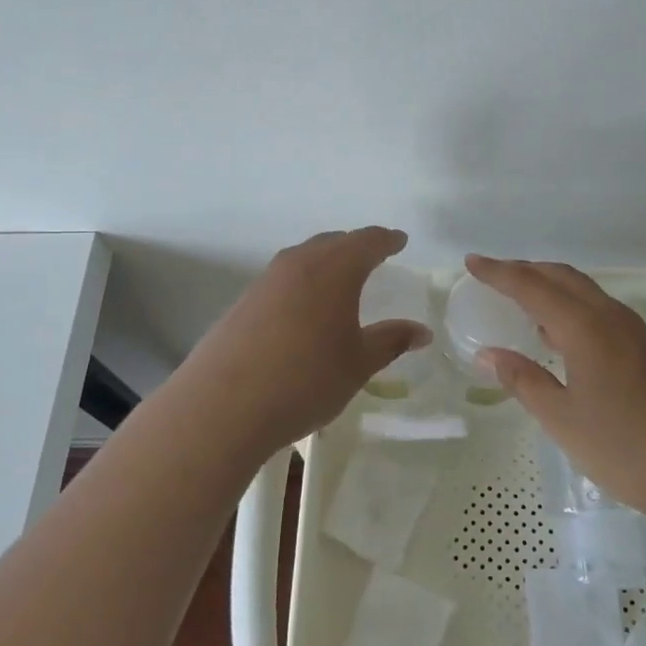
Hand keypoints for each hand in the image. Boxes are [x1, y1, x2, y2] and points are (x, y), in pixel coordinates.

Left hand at [177, 228, 431, 457]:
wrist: (224, 405)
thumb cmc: (306, 379)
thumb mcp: (358, 364)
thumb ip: (391, 341)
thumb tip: (422, 331)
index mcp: (334, 269)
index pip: (367, 242)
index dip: (387, 240)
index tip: (400, 241)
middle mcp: (299, 263)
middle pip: (333, 243)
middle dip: (356, 246)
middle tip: (373, 255)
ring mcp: (266, 281)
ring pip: (304, 258)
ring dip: (325, 262)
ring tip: (339, 279)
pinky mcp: (243, 302)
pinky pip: (283, 279)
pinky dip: (302, 282)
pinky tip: (303, 308)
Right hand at [465, 254, 645, 518]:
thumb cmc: (625, 448)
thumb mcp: (562, 419)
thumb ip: (523, 380)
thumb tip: (488, 353)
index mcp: (585, 328)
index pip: (532, 287)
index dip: (499, 272)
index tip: (471, 262)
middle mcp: (611, 317)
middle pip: (562, 277)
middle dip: (525, 270)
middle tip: (493, 276)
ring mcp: (635, 331)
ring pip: (584, 291)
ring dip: (550, 286)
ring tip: (521, 299)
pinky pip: (599, 310)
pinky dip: (571, 306)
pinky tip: (560, 334)